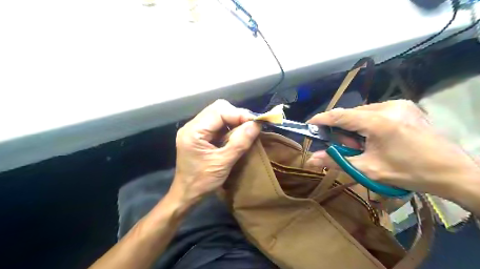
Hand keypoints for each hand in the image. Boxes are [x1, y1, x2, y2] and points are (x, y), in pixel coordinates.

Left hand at [168, 100, 258, 204]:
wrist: (186, 194)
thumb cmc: (202, 182)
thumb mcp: (223, 163)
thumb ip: (240, 142)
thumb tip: (256, 125)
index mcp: (193, 131)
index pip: (218, 111)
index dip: (239, 114)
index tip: (256, 123)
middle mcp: (192, 126)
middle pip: (218, 109)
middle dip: (237, 115)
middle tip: (251, 127)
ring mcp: (195, 129)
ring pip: (218, 114)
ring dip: (234, 120)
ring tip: (246, 131)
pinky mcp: (199, 135)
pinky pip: (217, 124)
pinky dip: (229, 127)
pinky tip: (236, 135)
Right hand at [305, 100, 477, 196]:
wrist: (452, 172)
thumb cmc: (408, 172)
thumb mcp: (368, 169)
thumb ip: (337, 161)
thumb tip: (310, 160)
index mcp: (378, 122)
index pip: (340, 115)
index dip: (321, 119)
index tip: (309, 124)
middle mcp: (388, 106)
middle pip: (351, 114)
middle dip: (343, 130)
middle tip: (348, 147)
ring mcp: (399, 104)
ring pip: (363, 112)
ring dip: (355, 127)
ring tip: (365, 145)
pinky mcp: (405, 106)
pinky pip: (375, 112)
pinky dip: (367, 124)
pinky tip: (376, 137)